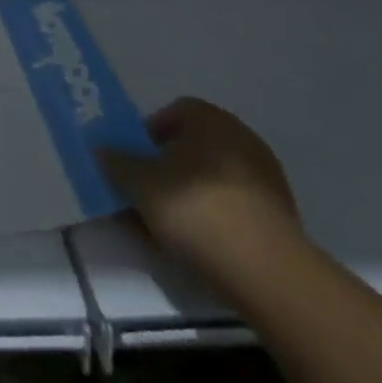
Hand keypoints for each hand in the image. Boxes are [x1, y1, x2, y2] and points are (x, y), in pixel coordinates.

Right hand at [97, 98, 301, 297]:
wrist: (266, 272)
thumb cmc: (196, 209)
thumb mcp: (140, 184)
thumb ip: (117, 163)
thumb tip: (103, 150)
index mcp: (212, 121)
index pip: (176, 110)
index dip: (149, 131)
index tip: (134, 158)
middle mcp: (242, 140)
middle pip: (194, 145)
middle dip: (166, 165)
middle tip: (143, 190)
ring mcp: (265, 178)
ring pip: (211, 177)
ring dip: (187, 192)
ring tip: (164, 223)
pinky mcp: (278, 216)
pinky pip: (231, 204)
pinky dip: (211, 215)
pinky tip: (194, 242)